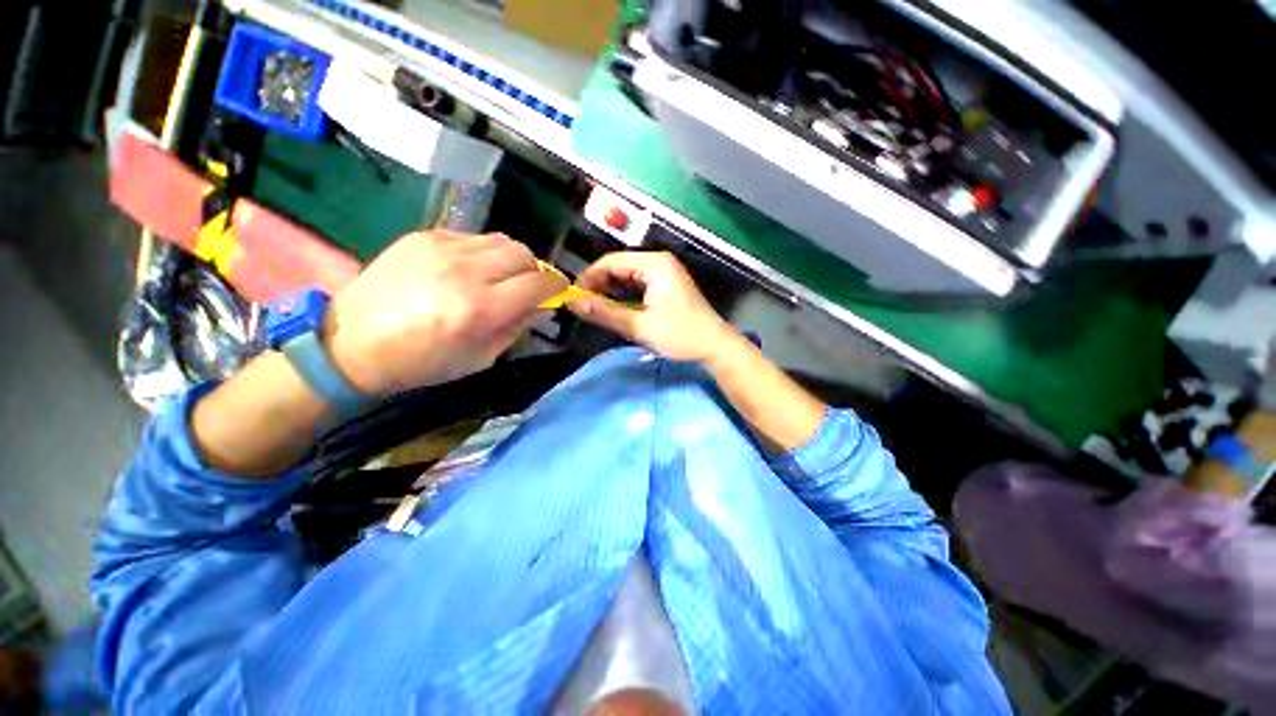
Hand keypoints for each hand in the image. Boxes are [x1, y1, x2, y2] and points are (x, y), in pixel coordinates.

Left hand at [323, 231, 564, 394]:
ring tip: (500, 276)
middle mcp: (465, 271)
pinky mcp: (424, 236)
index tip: (559, 292)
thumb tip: (545, 307)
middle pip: (524, 254)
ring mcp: (442, 248)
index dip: (556, 286)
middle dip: (536, 271)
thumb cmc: (422, 362)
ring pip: (501, 240)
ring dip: (511, 259)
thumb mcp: (480, 357)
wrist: (351, 341)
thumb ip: (518, 328)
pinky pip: (472, 237)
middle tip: (528, 287)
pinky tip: (470, 269)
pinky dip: (484, 252)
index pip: (538, 283)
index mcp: (480, 308)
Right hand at [568, 251, 739, 363]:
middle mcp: (659, 262)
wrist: (715, 346)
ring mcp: (665, 273)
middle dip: (599, 285)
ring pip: (628, 276)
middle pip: (619, 267)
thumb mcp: (639, 326)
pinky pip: (638, 285)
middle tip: (582, 305)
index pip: (611, 262)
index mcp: (654, 264)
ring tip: (595, 309)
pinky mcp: (667, 286)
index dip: (589, 278)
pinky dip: (625, 296)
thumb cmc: (680, 335)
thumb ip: (605, 313)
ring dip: (611, 291)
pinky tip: (615, 309)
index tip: (573, 297)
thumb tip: (572, 303)